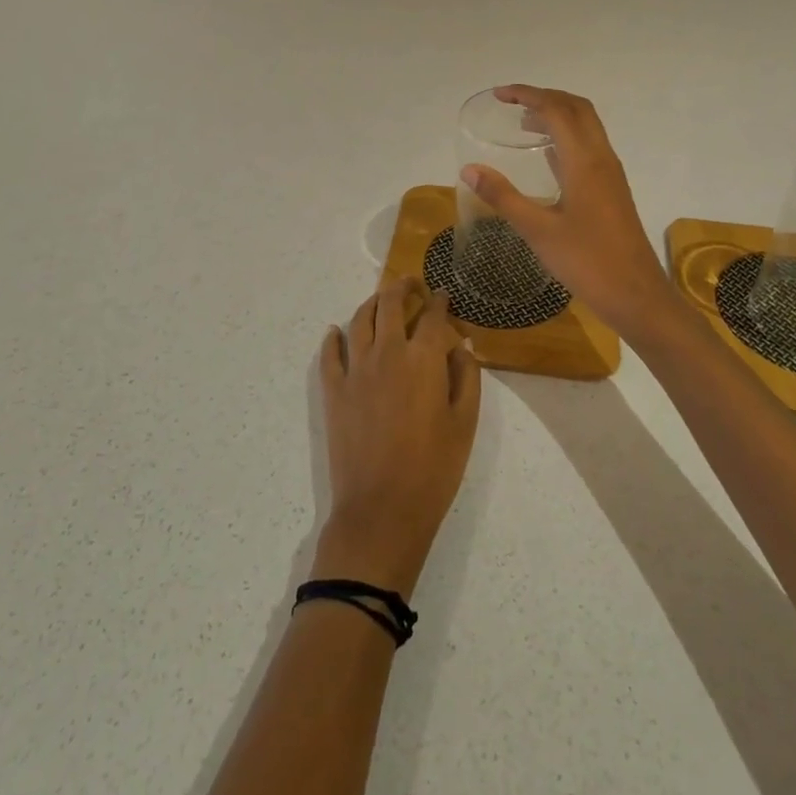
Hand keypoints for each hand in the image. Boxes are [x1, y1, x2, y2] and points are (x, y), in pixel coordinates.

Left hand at [313, 276, 480, 596]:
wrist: (381, 511)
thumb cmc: (433, 469)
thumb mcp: (464, 424)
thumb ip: (465, 377)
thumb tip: (460, 346)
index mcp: (423, 359)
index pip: (432, 316)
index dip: (440, 301)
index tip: (444, 296)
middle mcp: (387, 353)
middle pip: (390, 304)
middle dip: (402, 287)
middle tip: (411, 283)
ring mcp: (355, 370)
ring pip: (359, 320)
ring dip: (372, 303)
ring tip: (381, 300)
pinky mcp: (333, 391)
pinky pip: (329, 354)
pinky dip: (333, 338)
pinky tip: (336, 332)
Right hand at [459, 85, 677, 337]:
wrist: (636, 295)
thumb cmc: (587, 262)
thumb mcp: (538, 230)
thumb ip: (503, 197)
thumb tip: (469, 169)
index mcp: (584, 161)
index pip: (556, 109)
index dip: (527, 95)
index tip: (499, 95)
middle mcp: (601, 158)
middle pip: (577, 108)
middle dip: (545, 97)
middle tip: (512, 102)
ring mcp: (611, 173)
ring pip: (587, 126)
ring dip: (558, 115)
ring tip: (525, 123)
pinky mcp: (613, 189)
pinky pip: (590, 146)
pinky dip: (567, 137)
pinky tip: (548, 157)